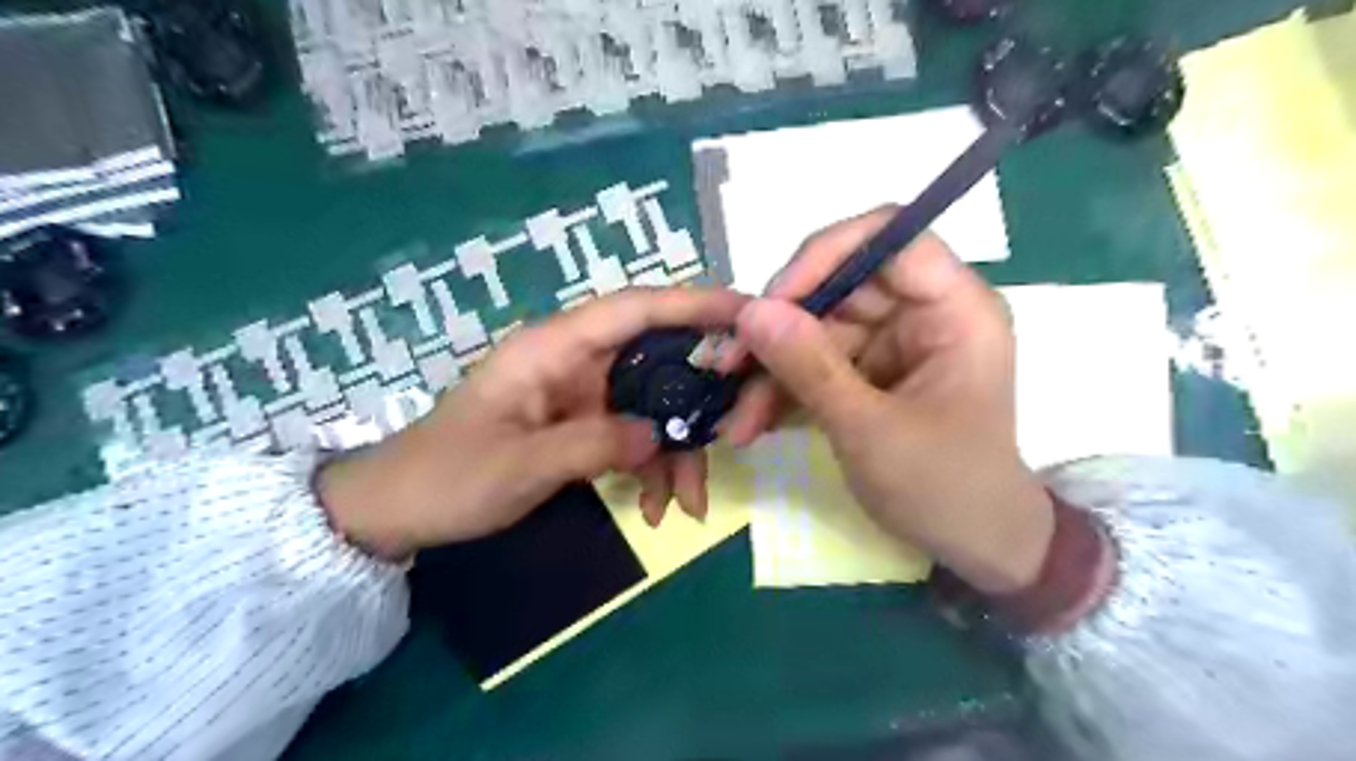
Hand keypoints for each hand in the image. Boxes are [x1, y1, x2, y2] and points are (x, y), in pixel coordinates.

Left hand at [315, 285, 744, 556]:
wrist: (398, 510)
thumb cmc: (447, 478)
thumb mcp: (520, 466)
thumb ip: (593, 444)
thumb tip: (660, 434)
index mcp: (552, 349)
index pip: (633, 309)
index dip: (692, 303)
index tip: (746, 313)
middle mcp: (573, 360)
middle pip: (655, 359)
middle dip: (697, 398)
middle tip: (737, 431)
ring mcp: (580, 393)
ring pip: (650, 403)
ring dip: (676, 450)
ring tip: (690, 504)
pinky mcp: (580, 422)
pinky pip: (632, 433)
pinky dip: (651, 466)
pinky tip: (658, 508)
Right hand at [726, 208, 1052, 594]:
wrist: (975, 547)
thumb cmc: (945, 488)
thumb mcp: (870, 430)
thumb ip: (809, 367)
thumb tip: (750, 311)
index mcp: (955, 309)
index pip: (891, 236)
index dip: (827, 254)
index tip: (773, 301)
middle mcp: (924, 314)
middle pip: (840, 287)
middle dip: (779, 328)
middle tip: (727, 365)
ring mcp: (894, 344)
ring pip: (817, 331)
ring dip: (771, 372)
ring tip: (736, 419)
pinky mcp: (871, 373)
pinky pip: (816, 364)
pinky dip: (783, 391)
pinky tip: (752, 424)